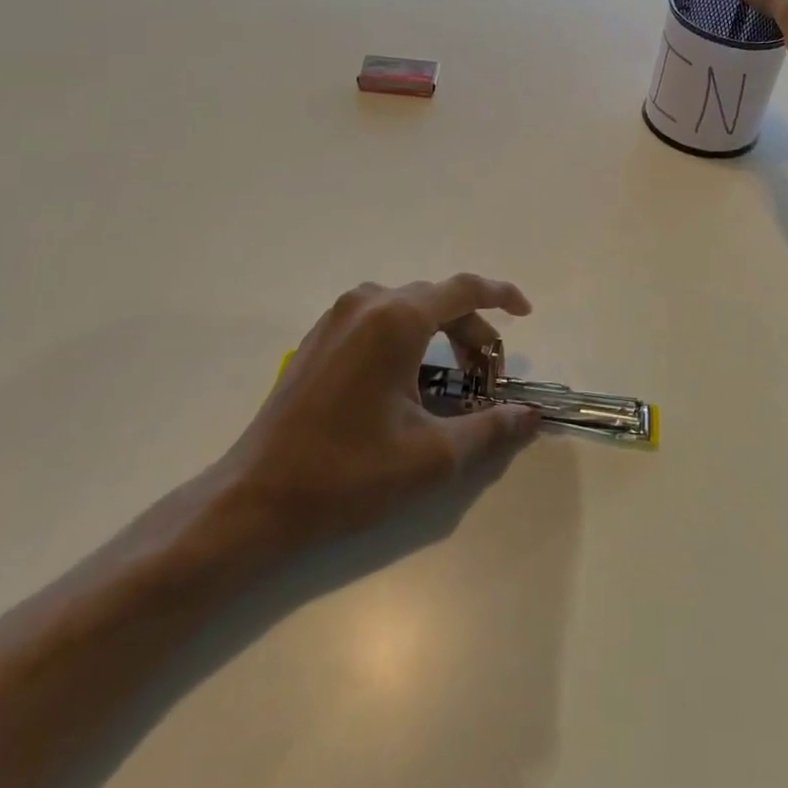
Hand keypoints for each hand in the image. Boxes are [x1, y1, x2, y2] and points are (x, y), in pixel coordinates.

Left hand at [219, 275, 540, 553]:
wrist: (256, 497)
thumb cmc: (348, 473)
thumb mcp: (431, 455)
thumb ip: (491, 429)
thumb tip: (531, 416)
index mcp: (396, 319)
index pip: (464, 290)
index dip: (501, 296)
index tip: (526, 313)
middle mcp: (367, 303)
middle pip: (437, 300)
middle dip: (471, 332)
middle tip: (489, 378)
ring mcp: (337, 317)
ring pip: (407, 308)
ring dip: (440, 334)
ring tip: (453, 381)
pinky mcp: (319, 337)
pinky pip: (378, 320)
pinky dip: (408, 337)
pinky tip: (409, 381)